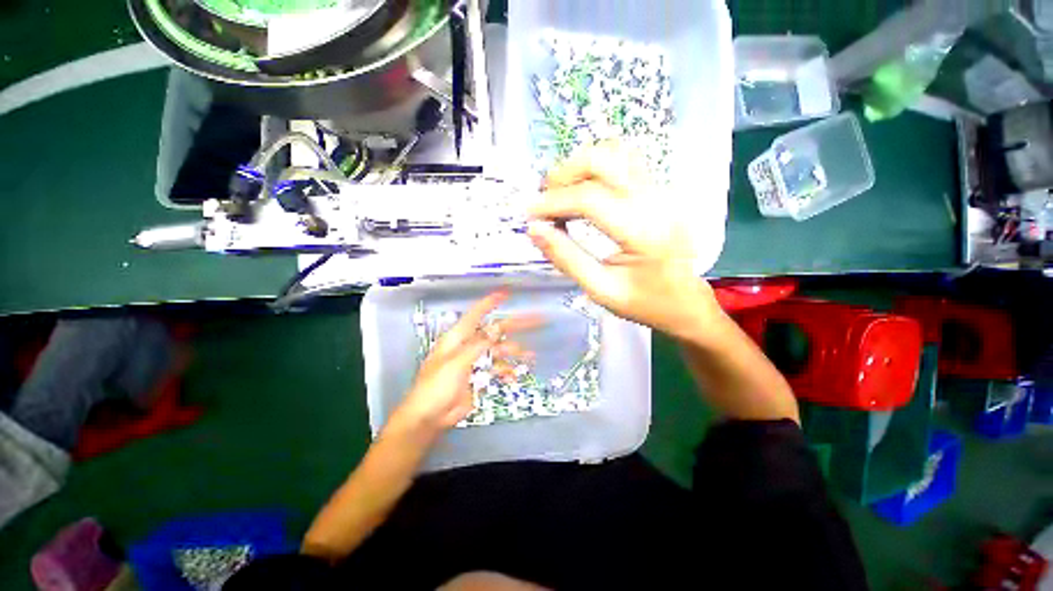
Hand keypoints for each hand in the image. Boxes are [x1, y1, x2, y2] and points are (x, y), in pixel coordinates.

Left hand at [389, 291, 540, 434]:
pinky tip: (513, 377)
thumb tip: (496, 327)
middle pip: (495, 331)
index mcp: (458, 338)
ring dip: (515, 352)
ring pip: (499, 351)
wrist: (430, 417)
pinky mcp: (480, 376)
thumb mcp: (457, 362)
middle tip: (536, 320)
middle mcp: (468, 345)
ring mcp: (475, 361)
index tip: (506, 293)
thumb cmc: (436, 387)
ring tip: (531, 356)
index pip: (476, 314)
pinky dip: (507, 372)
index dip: (491, 302)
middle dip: (515, 325)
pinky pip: (497, 369)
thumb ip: (478, 344)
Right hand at [527, 142, 720, 339]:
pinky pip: (624, 159)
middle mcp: (656, 201)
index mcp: (644, 232)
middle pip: (602, 161)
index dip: (552, 203)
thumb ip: (566, 258)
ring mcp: (661, 190)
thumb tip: (534, 229)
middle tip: (543, 200)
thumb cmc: (645, 302)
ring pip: (614, 152)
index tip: (529, 215)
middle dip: (563, 175)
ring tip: (561, 193)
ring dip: (579, 166)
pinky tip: (584, 188)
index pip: (590, 200)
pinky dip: (596, 165)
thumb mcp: (601, 290)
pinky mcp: (659, 189)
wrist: (686, 301)